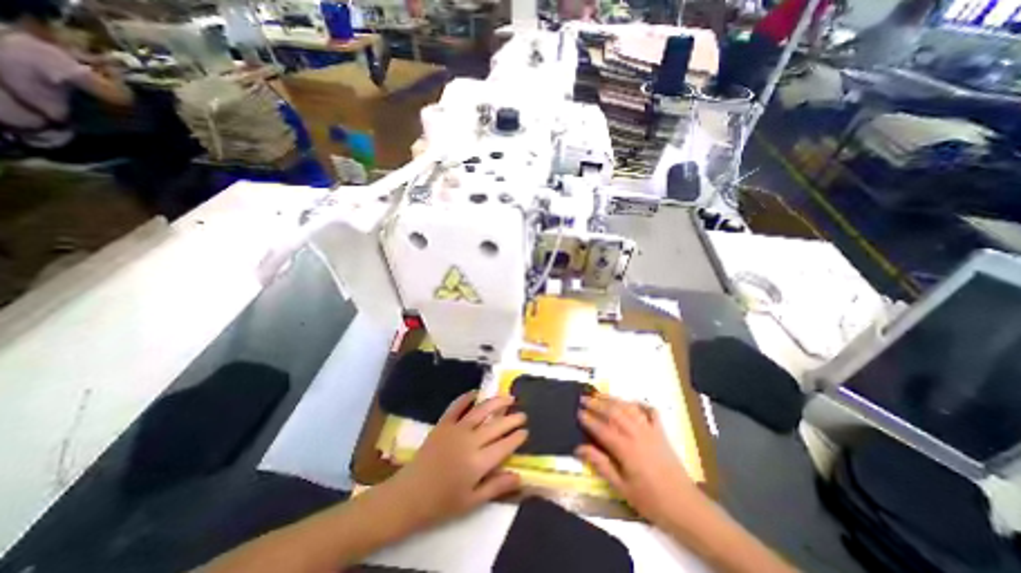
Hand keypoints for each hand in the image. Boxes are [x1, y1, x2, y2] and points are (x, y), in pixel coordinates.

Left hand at [386, 391, 525, 531]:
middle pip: (497, 425)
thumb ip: (496, 486)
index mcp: (479, 462)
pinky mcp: (443, 424)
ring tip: (508, 397)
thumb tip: (519, 477)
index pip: (505, 445)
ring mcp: (456, 429)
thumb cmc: (442, 503)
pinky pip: (457, 406)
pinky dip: (467, 397)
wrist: (409, 495)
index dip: (517, 437)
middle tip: (522, 414)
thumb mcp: (472, 502)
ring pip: (481, 411)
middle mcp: (471, 441)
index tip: (525, 431)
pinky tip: (476, 393)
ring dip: (497, 402)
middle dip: (512, 418)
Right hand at [579, 397, 698, 525]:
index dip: (588, 419)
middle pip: (614, 412)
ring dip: (613, 399)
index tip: (578, 412)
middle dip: (597, 403)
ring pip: (629, 408)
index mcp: (625, 449)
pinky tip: (633, 402)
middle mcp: (636, 434)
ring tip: (601, 395)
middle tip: (584, 399)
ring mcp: (650, 430)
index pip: (602, 429)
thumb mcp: (621, 487)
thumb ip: (601, 464)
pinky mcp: (661, 432)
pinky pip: (651, 412)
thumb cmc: (650, 500)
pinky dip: (641, 404)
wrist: (685, 506)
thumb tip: (579, 448)